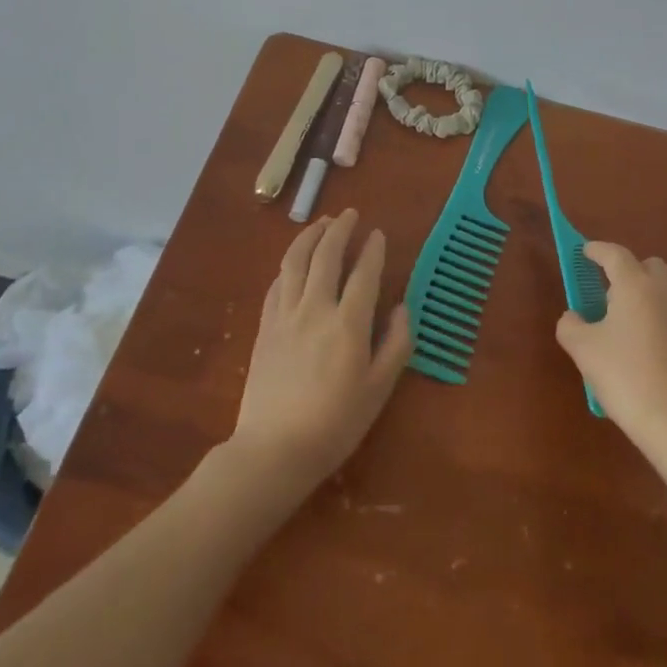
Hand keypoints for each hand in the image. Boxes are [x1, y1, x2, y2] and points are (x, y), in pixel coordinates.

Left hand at [232, 210, 412, 490]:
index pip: (364, 272)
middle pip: (327, 254)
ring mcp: (286, 315)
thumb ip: (396, 344)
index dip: (372, 249)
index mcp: (348, 323)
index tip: (378, 233)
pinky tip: (295, 260)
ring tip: (321, 222)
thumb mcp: (378, 390)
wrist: (273, 452)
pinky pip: (277, 282)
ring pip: (296, 260)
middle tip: (350, 214)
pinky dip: (289, 263)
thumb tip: (402, 307)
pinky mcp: (265, 326)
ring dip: (310, 235)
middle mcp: (316, 308)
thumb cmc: (335, 425)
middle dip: (340, 229)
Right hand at [555, 241, 666, 439]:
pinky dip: (655, 322)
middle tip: (606, 293)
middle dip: (627, 271)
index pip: (614, 254)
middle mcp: (663, 293)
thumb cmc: (624, 375)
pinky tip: (642, 352)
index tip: (584, 252)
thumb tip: (574, 317)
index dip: (597, 250)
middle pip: (647, 266)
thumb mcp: (583, 349)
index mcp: (635, 285)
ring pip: (661, 292)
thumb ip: (571, 325)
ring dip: (642, 298)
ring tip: (621, 327)